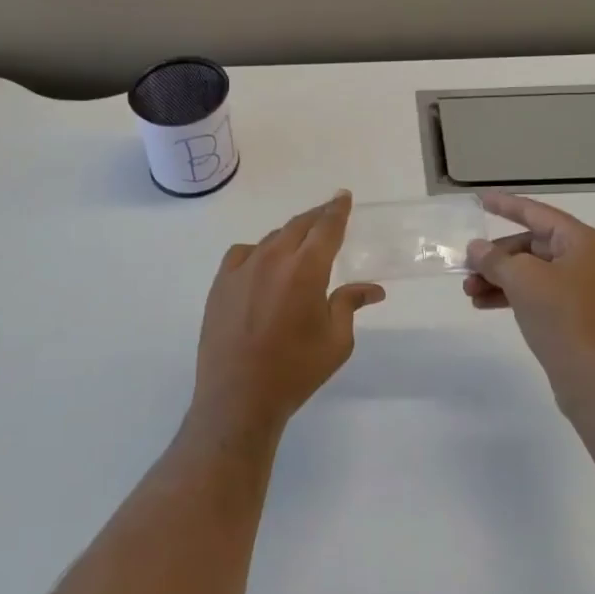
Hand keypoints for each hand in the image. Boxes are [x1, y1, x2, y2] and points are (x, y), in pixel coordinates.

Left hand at [193, 191, 385, 441]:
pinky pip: (243, 254)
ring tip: (300, 244)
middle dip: (317, 217)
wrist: (238, 397)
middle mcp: (273, 259)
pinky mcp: (221, 283)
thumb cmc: (295, 371)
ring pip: (271, 239)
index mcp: (306, 270)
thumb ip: (350, 304)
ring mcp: (242, 269)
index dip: (337, 209)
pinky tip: (263, 266)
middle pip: (298, 226)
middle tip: (329, 213)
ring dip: (289, 236)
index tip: (343, 196)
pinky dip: (259, 252)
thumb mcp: (336, 341)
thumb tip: (373, 289)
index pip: (326, 227)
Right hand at [464, 193, 594, 415]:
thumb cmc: (563, 317)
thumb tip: (476, 249)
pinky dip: (513, 296)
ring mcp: (586, 289)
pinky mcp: (578, 316)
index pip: (538, 214)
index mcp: (585, 241)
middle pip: (533, 245)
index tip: (481, 200)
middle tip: (466, 268)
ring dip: (499, 278)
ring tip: (469, 292)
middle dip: (496, 257)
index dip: (507, 206)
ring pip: (533, 272)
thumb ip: (495, 259)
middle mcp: (590, 259)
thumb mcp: (522, 280)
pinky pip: (539, 294)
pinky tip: (485, 305)